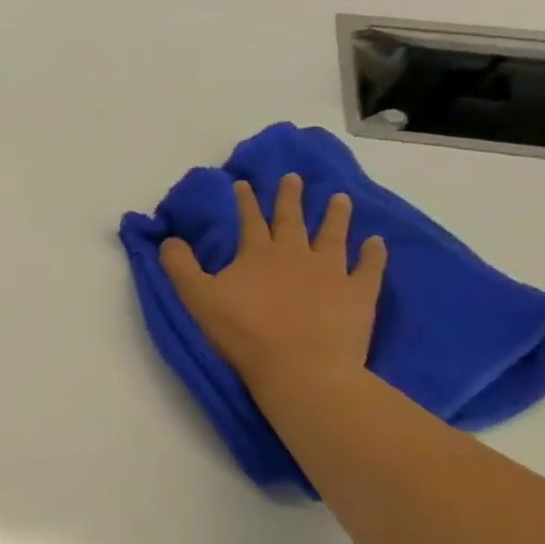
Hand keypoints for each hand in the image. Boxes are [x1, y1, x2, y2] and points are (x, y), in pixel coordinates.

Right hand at [159, 173, 386, 391]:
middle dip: (290, 198)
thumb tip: (168, 240)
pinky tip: (376, 243)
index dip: (245, 201)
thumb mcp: (197, 298)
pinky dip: (373, 253)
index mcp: (257, 254)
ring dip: (336, 215)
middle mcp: (296, 253)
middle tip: (293, 178)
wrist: (300, 365)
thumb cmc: (243, 332)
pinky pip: (368, 267)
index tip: (243, 183)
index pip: (249, 220)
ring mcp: (332, 271)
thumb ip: (179, 266)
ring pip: (334, 234)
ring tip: (339, 198)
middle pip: (292, 220)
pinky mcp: (358, 293)